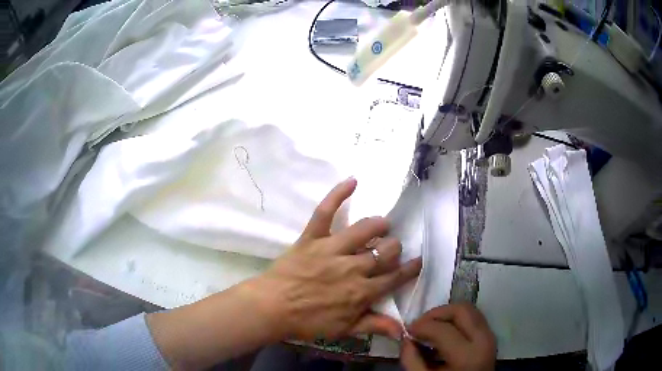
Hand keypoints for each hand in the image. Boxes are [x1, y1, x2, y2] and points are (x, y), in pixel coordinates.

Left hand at [248, 177, 421, 340]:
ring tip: (382, 225)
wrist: (271, 308)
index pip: (395, 277)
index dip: (410, 269)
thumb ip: (374, 325)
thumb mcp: (344, 330)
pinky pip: (326, 212)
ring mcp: (331, 250)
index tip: (418, 261)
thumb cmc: (308, 322)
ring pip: (365, 229)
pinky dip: (338, 194)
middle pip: (385, 251)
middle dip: (394, 248)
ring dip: (379, 225)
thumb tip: (403, 329)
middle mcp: (352, 268)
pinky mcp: (312, 238)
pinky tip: (353, 181)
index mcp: (362, 292)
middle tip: (391, 249)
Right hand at [400, 304, 495, 370]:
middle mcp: (483, 340)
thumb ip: (411, 360)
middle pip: (461, 310)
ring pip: (469, 310)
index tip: (407, 331)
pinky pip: (473, 318)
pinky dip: (456, 320)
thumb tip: (406, 339)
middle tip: (420, 325)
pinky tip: (443, 335)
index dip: (420, 326)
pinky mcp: (490, 336)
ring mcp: (490, 336)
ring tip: (430, 329)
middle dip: (436, 314)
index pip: (442, 329)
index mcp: (468, 355)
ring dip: (447, 315)